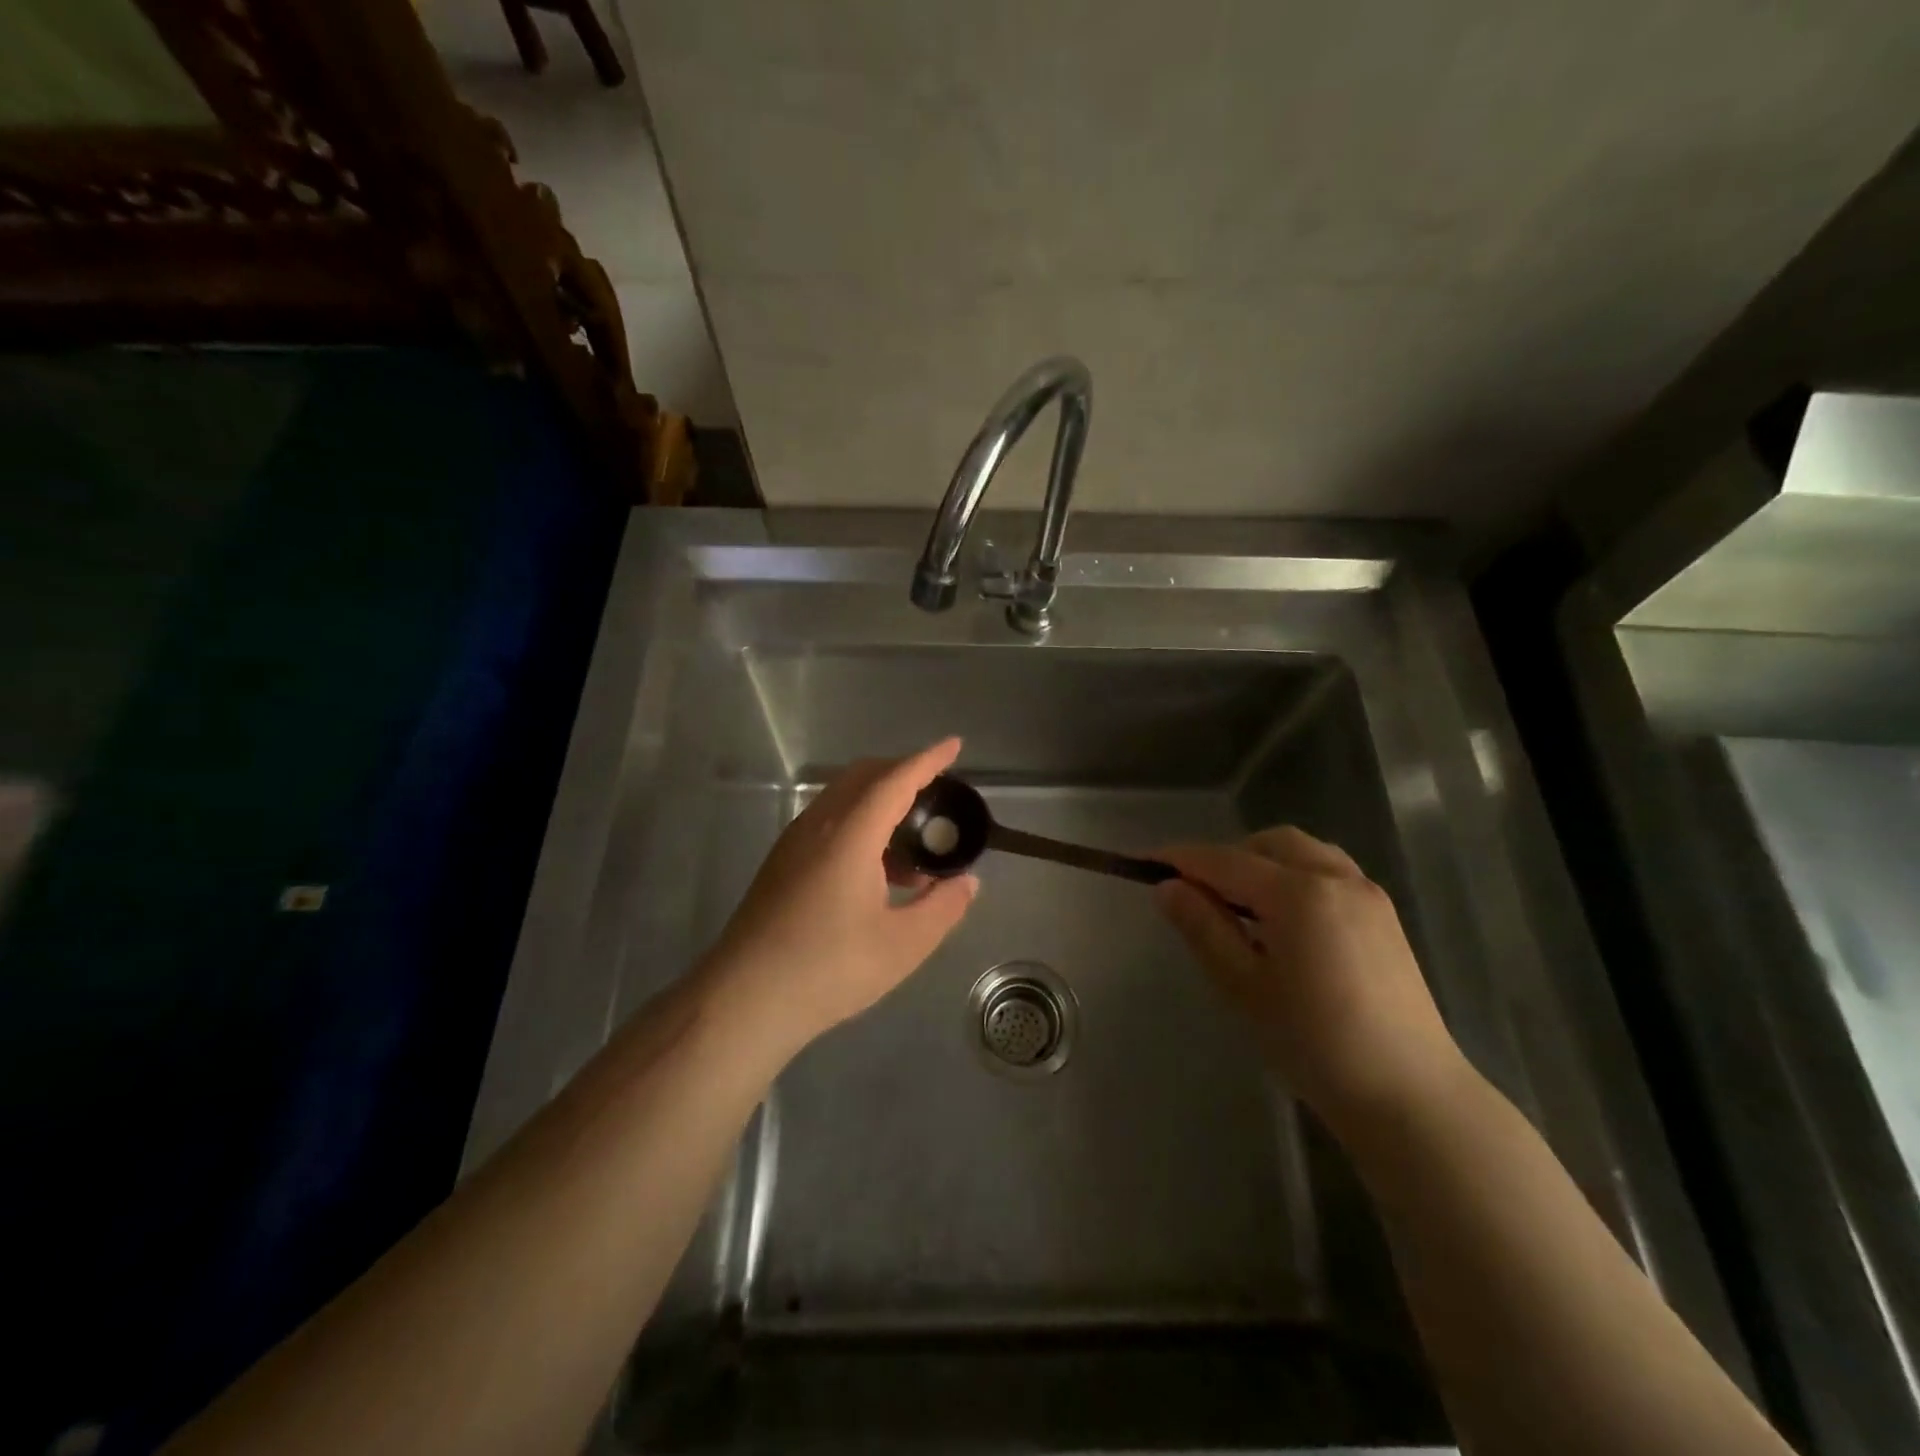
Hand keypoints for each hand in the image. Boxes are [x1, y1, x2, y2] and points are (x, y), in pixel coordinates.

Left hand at [698, 738, 977, 1059]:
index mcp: (850, 835)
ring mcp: (794, 843)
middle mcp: (818, 825)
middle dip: (902, 772)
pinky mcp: (781, 863)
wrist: (744, 1000)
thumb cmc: (829, 969)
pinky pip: (828, 822)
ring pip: (843, 799)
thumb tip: (966, 882)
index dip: (928, 761)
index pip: (895, 780)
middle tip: (937, 792)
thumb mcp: (903, 945)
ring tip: (914, 847)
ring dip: (880, 802)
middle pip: (864, 777)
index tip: (954, 746)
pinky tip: (878, 873)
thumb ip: (942, 908)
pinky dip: (860, 824)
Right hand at [1155, 827, 1466, 1132]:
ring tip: (1239, 905)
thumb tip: (1167, 888)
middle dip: (1228, 857)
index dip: (1182, 859)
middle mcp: (1336, 878)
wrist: (1409, 1096)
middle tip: (1197, 894)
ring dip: (1263, 863)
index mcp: (1299, 893)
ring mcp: (1367, 894)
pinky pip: (1329, 872)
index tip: (1144, 862)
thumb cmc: (1315, 1044)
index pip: (1225, 861)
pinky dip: (1294, 876)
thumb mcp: (1244, 986)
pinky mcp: (1383, 916)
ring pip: (1303, 853)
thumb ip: (1203, 928)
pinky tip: (1283, 920)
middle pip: (1269, 844)